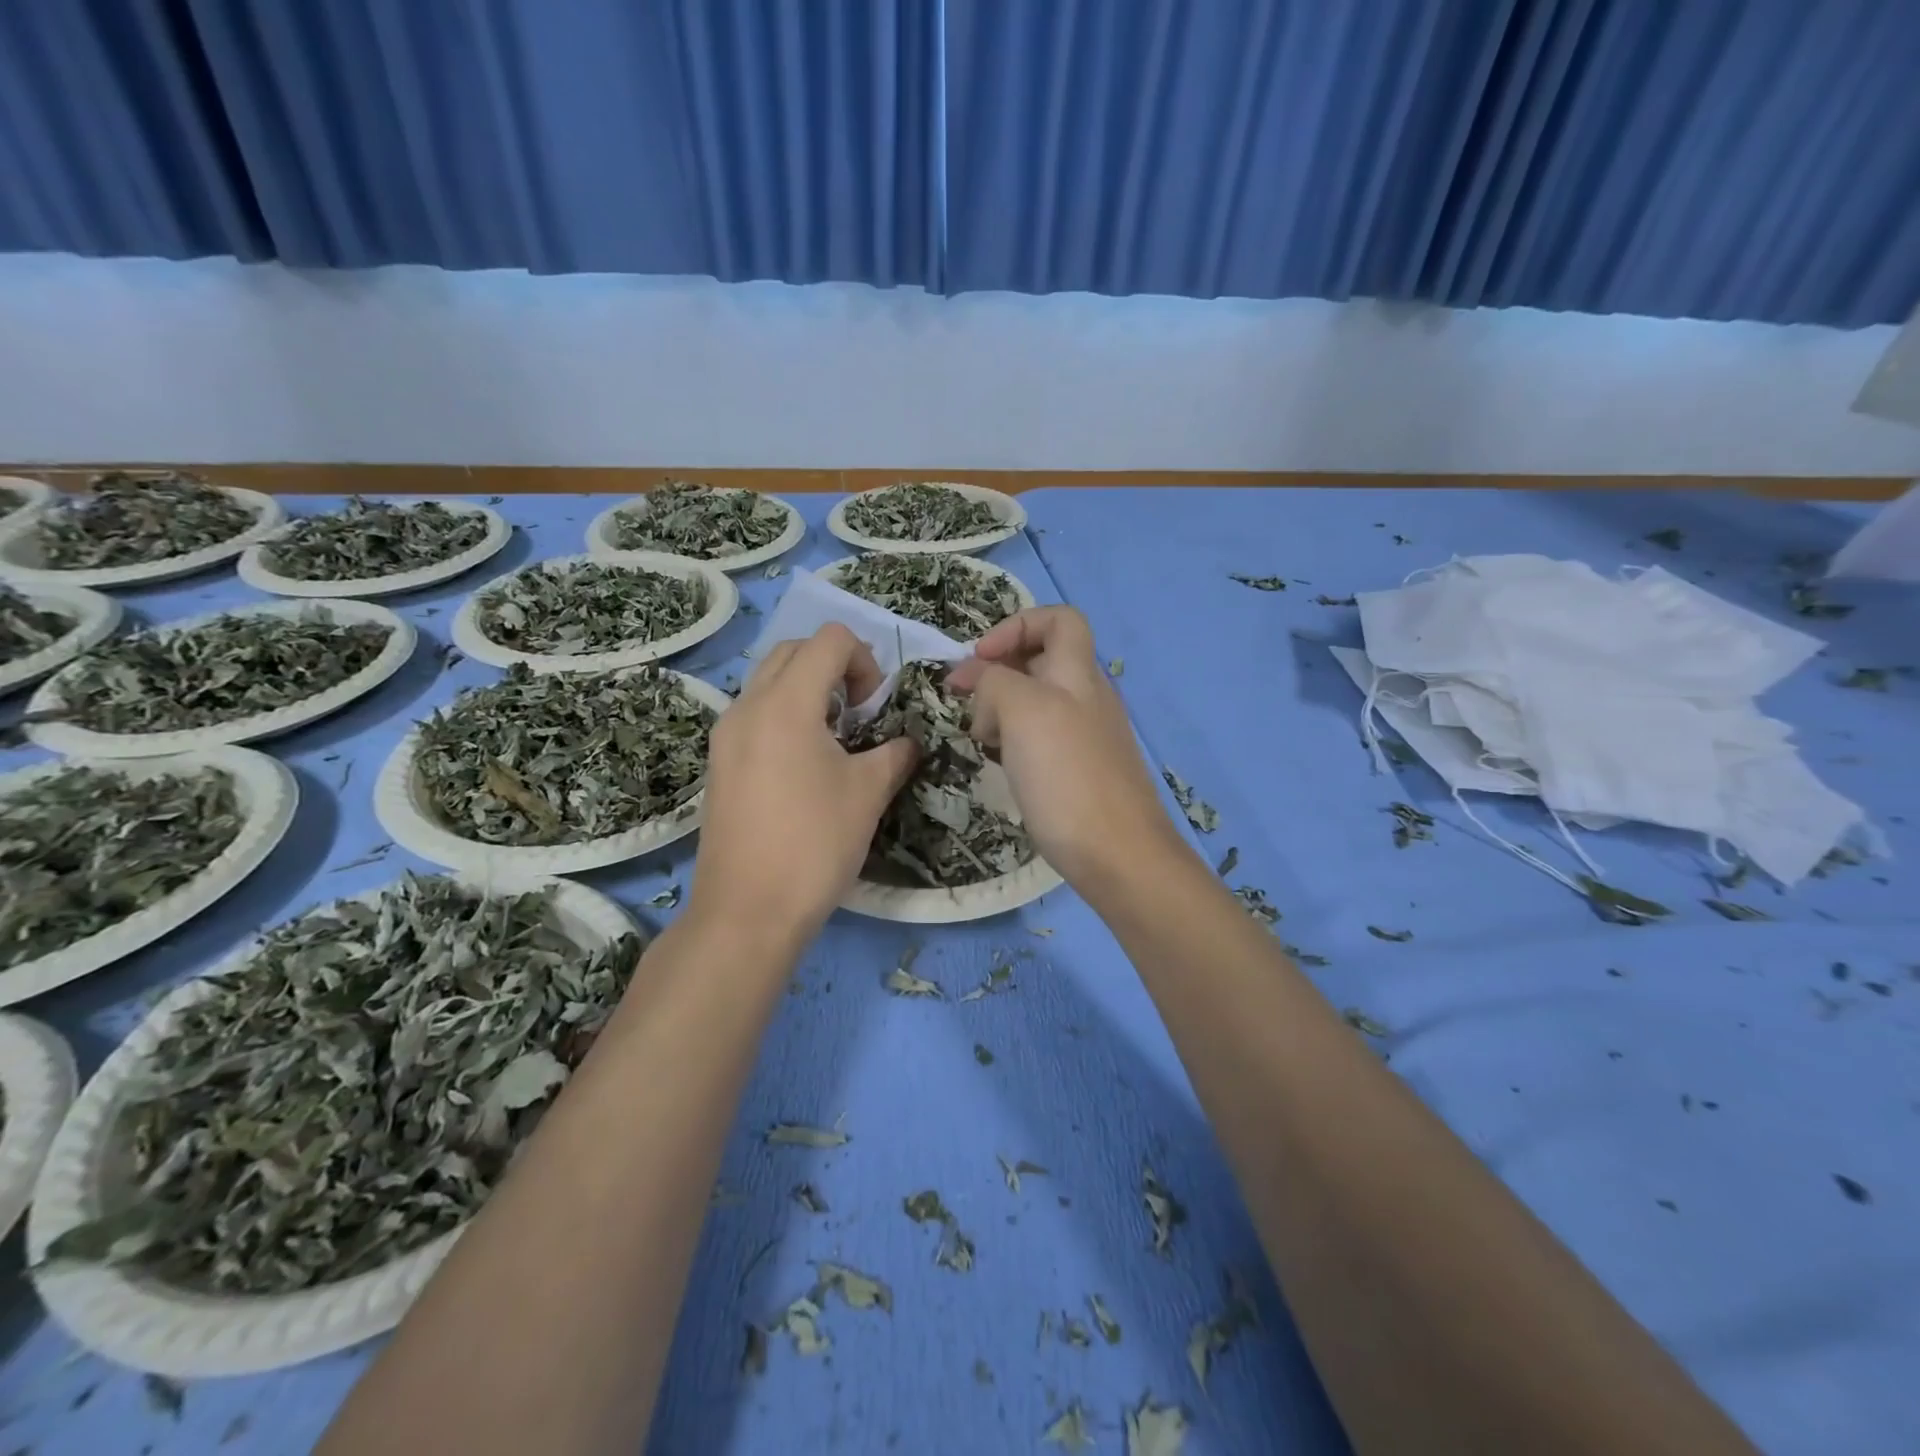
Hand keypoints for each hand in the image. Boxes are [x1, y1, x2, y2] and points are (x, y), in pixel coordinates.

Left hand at [690, 625, 916, 945]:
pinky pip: (754, 713)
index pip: (828, 639)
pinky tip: (805, 764)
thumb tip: (909, 740)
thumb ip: (896, 753)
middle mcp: (747, 706)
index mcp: (785, 704)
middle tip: (858, 713)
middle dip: (834, 667)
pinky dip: (785, 715)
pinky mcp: (719, 763)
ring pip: (769, 681)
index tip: (874, 707)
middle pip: (794, 651)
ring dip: (808, 690)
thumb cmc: (814, 845)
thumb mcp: (868, 794)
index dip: (864, 659)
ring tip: (834, 739)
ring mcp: (726, 735)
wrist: (747, 912)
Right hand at [946, 606, 1180, 891]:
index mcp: (1079, 673)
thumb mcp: (1023, 711)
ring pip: (1037, 703)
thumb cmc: (1067, 776)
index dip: (1015, 626)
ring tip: (980, 738)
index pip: (1059, 619)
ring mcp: (1088, 736)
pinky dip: (1016, 741)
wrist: (1118, 855)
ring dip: (1002, 710)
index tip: (979, 658)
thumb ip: (995, 681)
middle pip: (1041, 661)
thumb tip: (978, 682)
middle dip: (998, 672)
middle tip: (965, 702)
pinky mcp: (1081, 771)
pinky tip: (1002, 765)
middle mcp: (1088, 697)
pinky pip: (1042, 739)